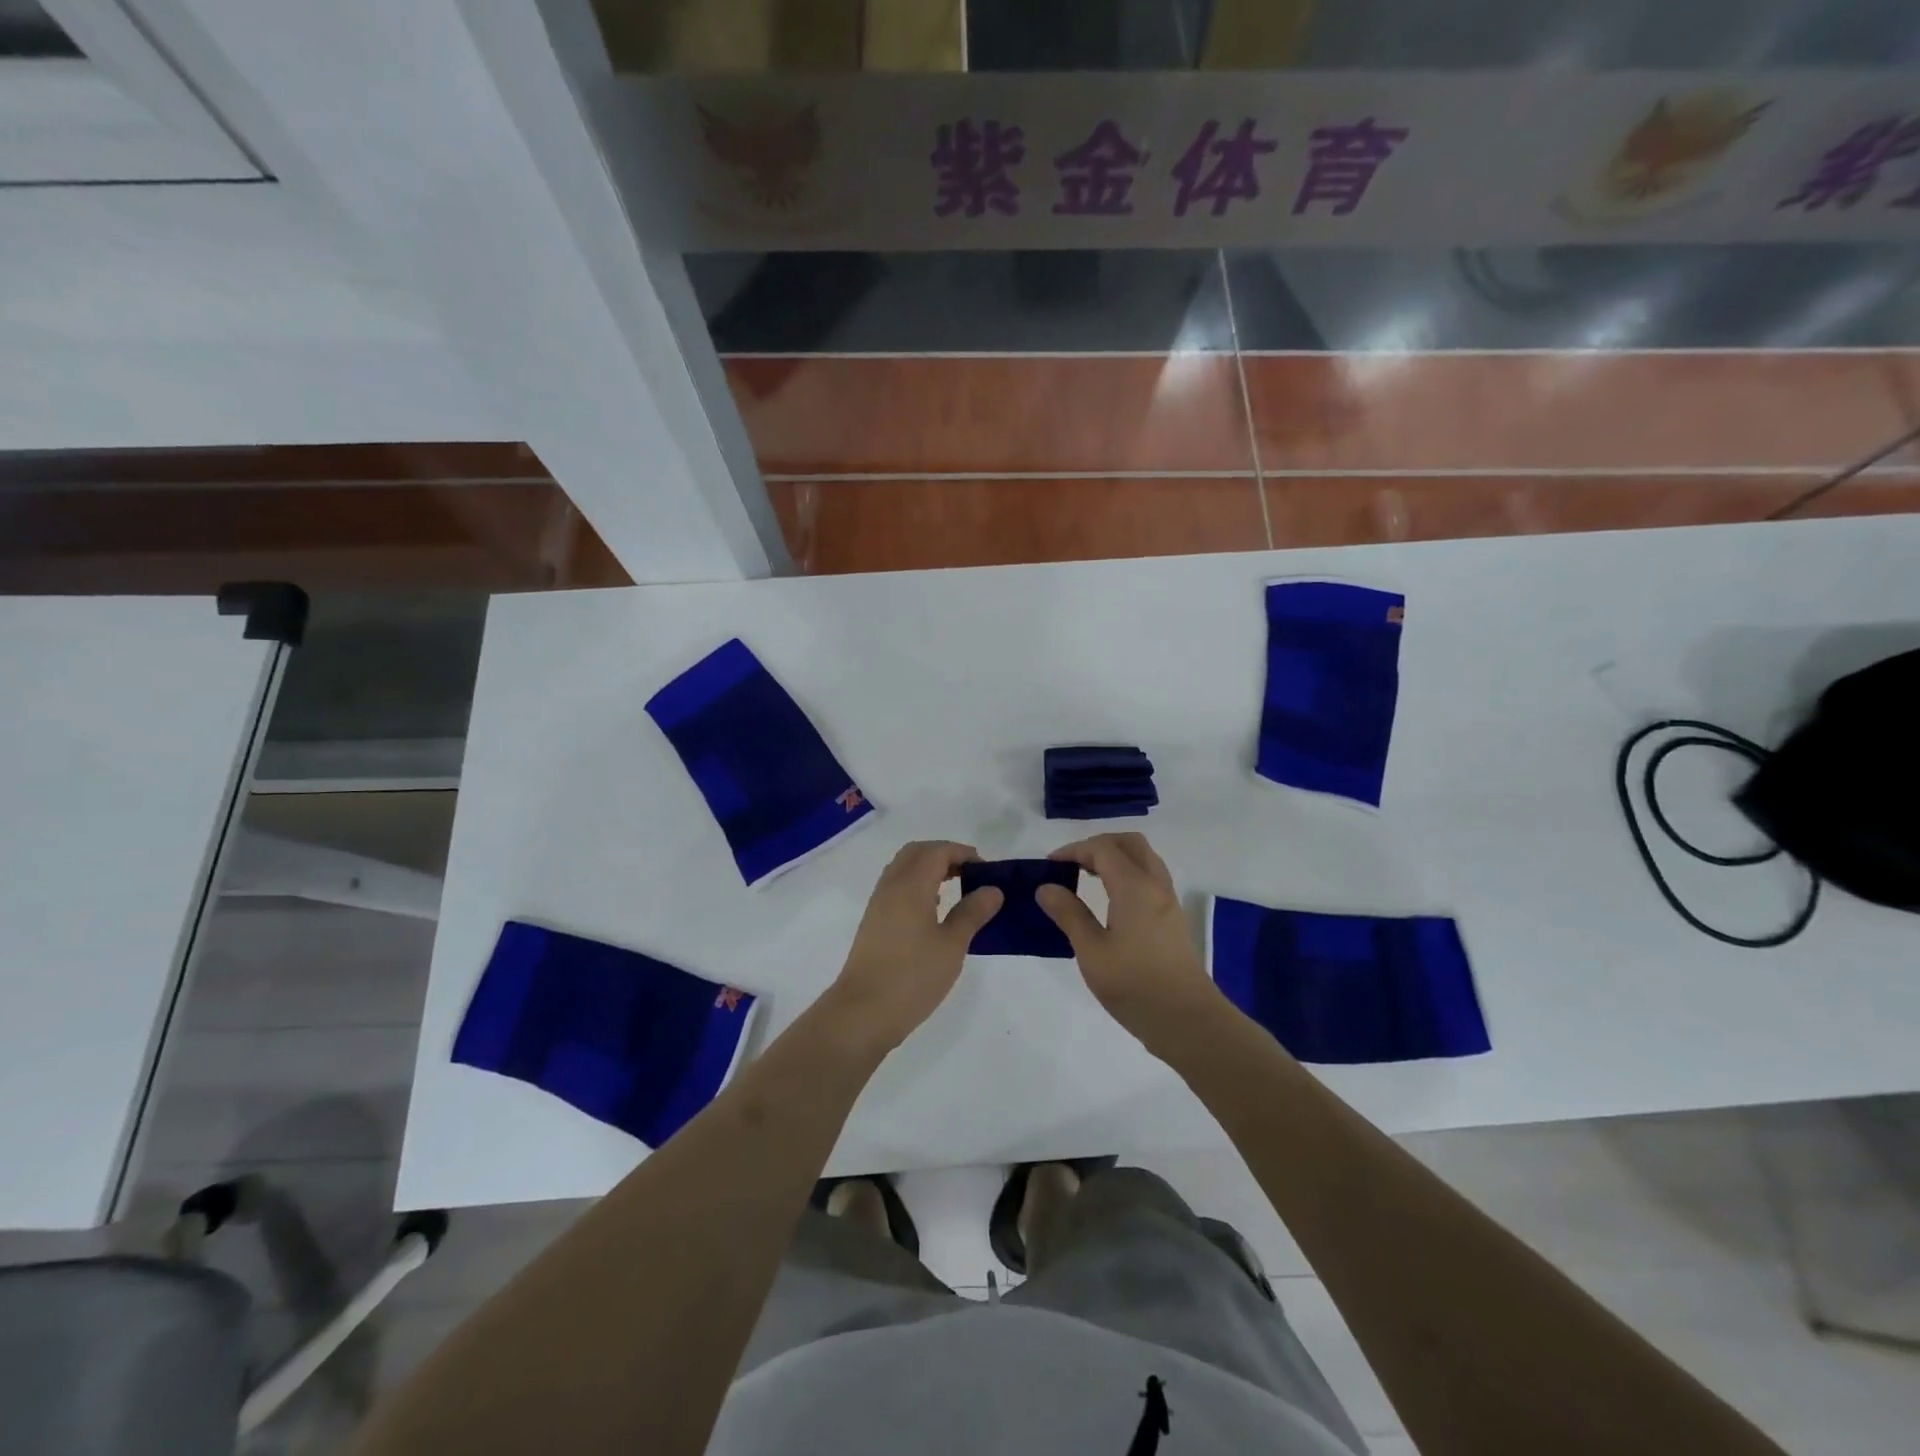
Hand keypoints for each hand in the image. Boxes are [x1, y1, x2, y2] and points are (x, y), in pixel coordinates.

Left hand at [826, 841, 1002, 1054]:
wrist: (863, 1012)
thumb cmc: (912, 977)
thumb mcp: (952, 945)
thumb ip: (972, 913)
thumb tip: (992, 890)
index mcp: (910, 885)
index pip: (937, 851)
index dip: (963, 853)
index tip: (987, 870)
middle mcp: (891, 886)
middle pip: (917, 853)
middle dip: (945, 855)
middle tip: (971, 874)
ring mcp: (878, 904)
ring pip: (904, 869)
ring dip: (929, 869)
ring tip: (956, 891)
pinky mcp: (873, 922)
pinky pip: (896, 887)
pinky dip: (917, 886)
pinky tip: (933, 912)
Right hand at [1037, 832, 1222, 1043]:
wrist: (1187, 1020)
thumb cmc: (1135, 985)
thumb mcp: (1092, 952)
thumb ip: (1069, 914)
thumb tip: (1046, 887)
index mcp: (1135, 887)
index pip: (1102, 848)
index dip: (1073, 849)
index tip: (1049, 865)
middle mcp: (1155, 885)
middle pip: (1129, 843)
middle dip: (1098, 845)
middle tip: (1072, 864)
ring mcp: (1168, 901)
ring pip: (1143, 858)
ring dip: (1115, 857)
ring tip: (1087, 876)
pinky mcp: (1173, 918)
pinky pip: (1150, 877)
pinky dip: (1127, 873)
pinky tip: (1110, 898)